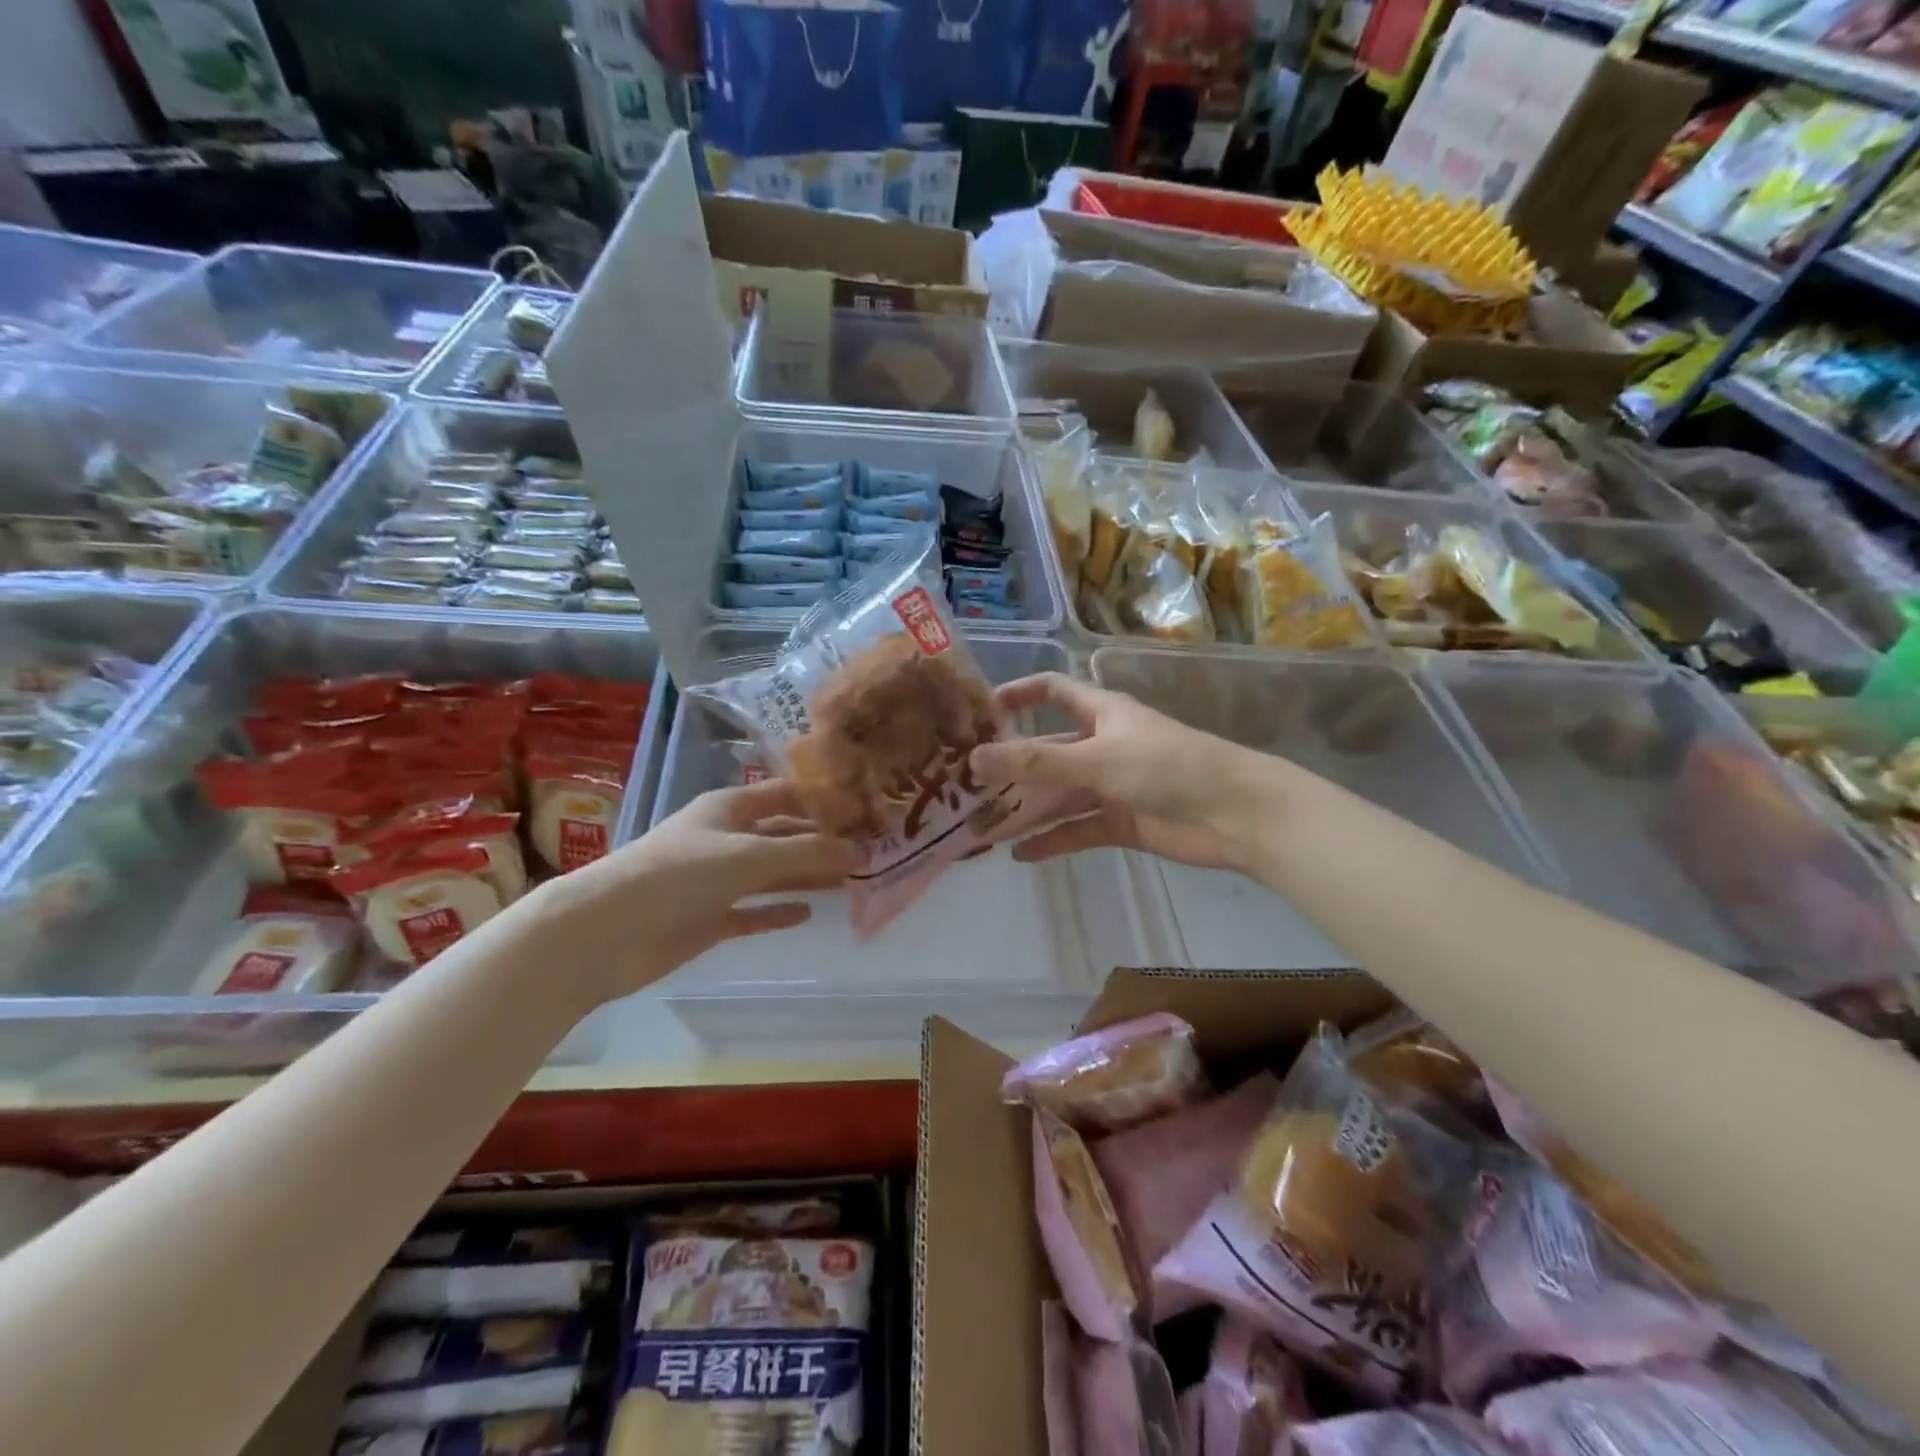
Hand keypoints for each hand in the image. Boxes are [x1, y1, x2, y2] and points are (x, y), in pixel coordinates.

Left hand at [525, 780, 853, 1004]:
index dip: (822, 799)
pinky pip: (754, 911)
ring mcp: (715, 880)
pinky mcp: (708, 918)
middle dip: (822, 841)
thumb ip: (806, 852)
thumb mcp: (748, 856)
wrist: (605, 933)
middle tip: (870, 850)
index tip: (864, 808)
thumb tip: (861, 851)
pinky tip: (809, 913)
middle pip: (783, 835)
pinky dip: (778, 911)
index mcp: (729, 808)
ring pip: (772, 873)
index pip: (785, 794)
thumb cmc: (677, 875)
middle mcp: (725, 838)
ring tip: (852, 880)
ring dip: (807, 875)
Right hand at [971, 673, 1272, 872]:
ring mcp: (1111, 786)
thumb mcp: (1096, 758)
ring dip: (1026, 809)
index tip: (980, 711)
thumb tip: (974, 758)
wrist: (1235, 815)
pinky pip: (1078, 829)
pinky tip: (1021, 855)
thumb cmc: (1166, 767)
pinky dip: (1052, 841)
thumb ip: (1036, 762)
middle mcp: (1102, 745)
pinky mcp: (1121, 822)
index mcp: (1101, 713)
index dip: (1019, 694)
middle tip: (965, 784)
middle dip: (1011, 765)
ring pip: (1059, 795)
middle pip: (1048, 750)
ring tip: (982, 825)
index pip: (1053, 691)